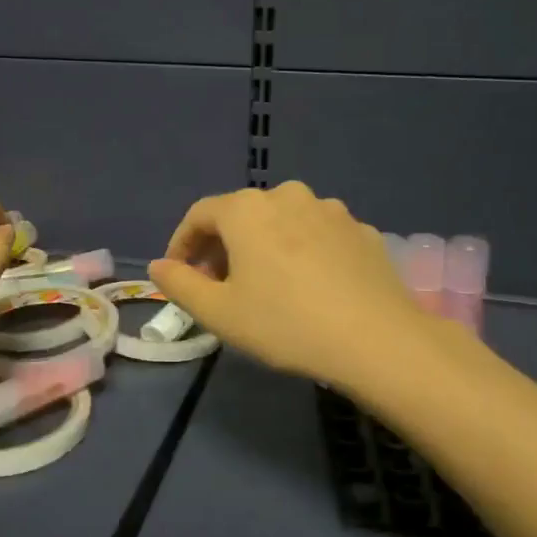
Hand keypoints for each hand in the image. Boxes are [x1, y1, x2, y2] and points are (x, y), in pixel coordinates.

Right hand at [149, 181, 435, 388]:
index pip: (200, 215)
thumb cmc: (285, 323)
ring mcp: (330, 210)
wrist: (377, 340)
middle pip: (241, 215)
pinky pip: (317, 235)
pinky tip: (309, 286)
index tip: (178, 274)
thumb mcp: (219, 312)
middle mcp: (287, 196)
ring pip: (282, 222)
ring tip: (264, 285)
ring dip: (263, 246)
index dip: (182, 243)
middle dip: (222, 246)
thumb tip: (159, 266)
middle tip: (217, 284)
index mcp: (247, 209)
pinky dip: (301, 252)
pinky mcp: (362, 230)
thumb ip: (180, 284)